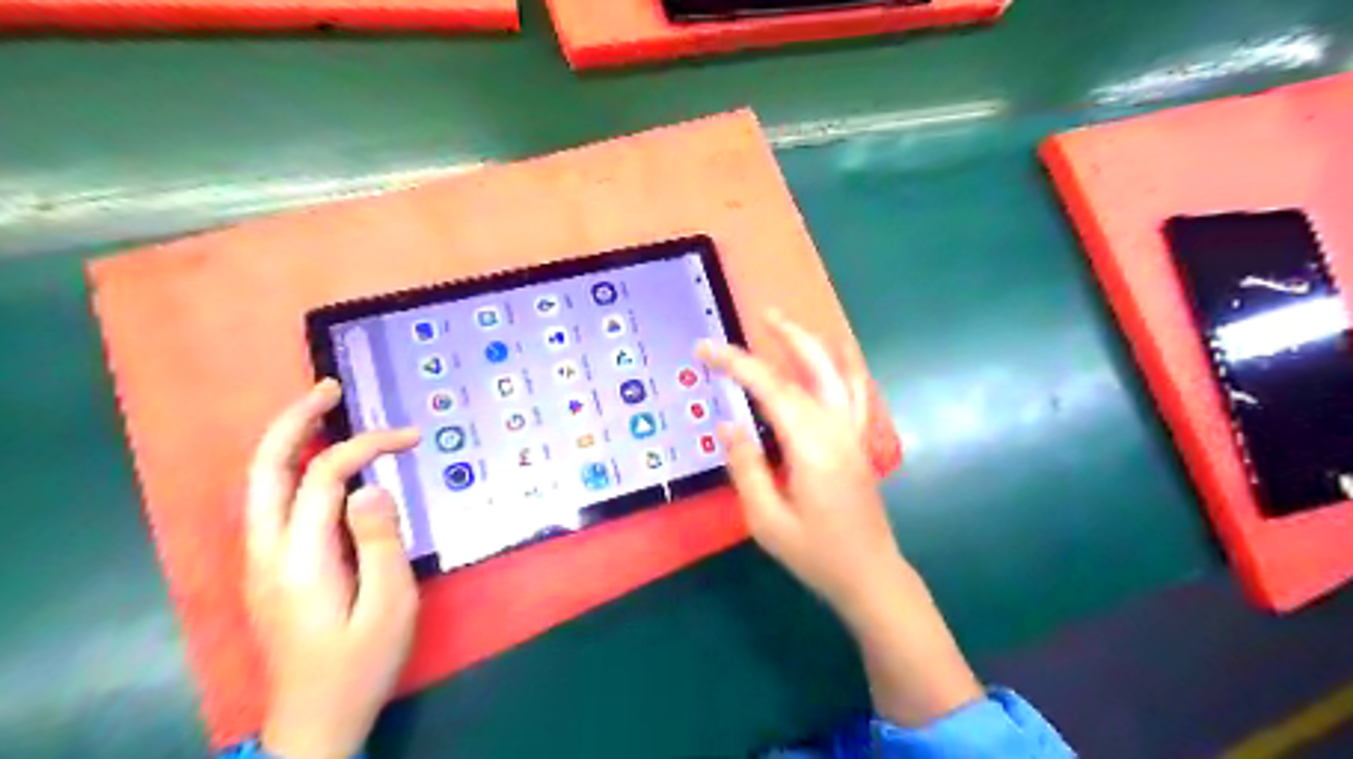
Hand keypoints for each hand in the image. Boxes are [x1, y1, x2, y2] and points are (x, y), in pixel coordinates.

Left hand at [247, 380, 421, 758]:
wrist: (314, 720)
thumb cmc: (360, 663)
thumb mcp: (389, 605)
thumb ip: (381, 542)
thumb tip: (372, 486)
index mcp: (300, 559)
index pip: (325, 477)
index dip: (367, 446)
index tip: (411, 439)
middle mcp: (267, 552)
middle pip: (266, 469)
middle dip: (295, 421)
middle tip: (329, 387)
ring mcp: (261, 561)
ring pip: (261, 484)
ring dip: (290, 441)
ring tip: (325, 411)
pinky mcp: (269, 570)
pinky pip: (274, 502)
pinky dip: (294, 468)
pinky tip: (321, 463)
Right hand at [696, 307, 894, 623]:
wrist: (869, 575)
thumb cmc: (815, 553)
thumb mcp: (767, 520)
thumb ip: (746, 467)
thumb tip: (728, 424)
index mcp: (811, 446)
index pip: (770, 389)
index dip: (736, 364)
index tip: (705, 350)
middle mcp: (836, 429)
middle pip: (811, 368)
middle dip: (785, 337)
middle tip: (761, 314)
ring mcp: (853, 433)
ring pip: (837, 373)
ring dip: (814, 344)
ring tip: (790, 324)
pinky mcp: (859, 441)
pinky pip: (856, 392)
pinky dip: (845, 366)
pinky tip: (837, 355)